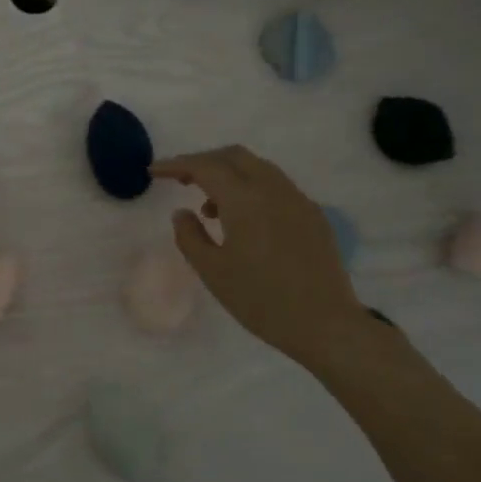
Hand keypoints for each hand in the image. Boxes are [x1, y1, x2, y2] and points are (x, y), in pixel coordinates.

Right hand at [150, 146, 365, 370]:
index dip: (176, 164)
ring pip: (258, 168)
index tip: (154, 172)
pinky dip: (251, 189)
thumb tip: (182, 213)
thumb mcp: (212, 272)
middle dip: (203, 161)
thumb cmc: (261, 300)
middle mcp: (273, 189)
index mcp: (245, 200)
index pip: (204, 166)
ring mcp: (298, 200)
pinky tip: (243, 221)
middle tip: (180, 180)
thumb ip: (190, 236)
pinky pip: (276, 186)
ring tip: (209, 208)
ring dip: (229, 175)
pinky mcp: (313, 215)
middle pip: (233, 156)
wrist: (326, 324)